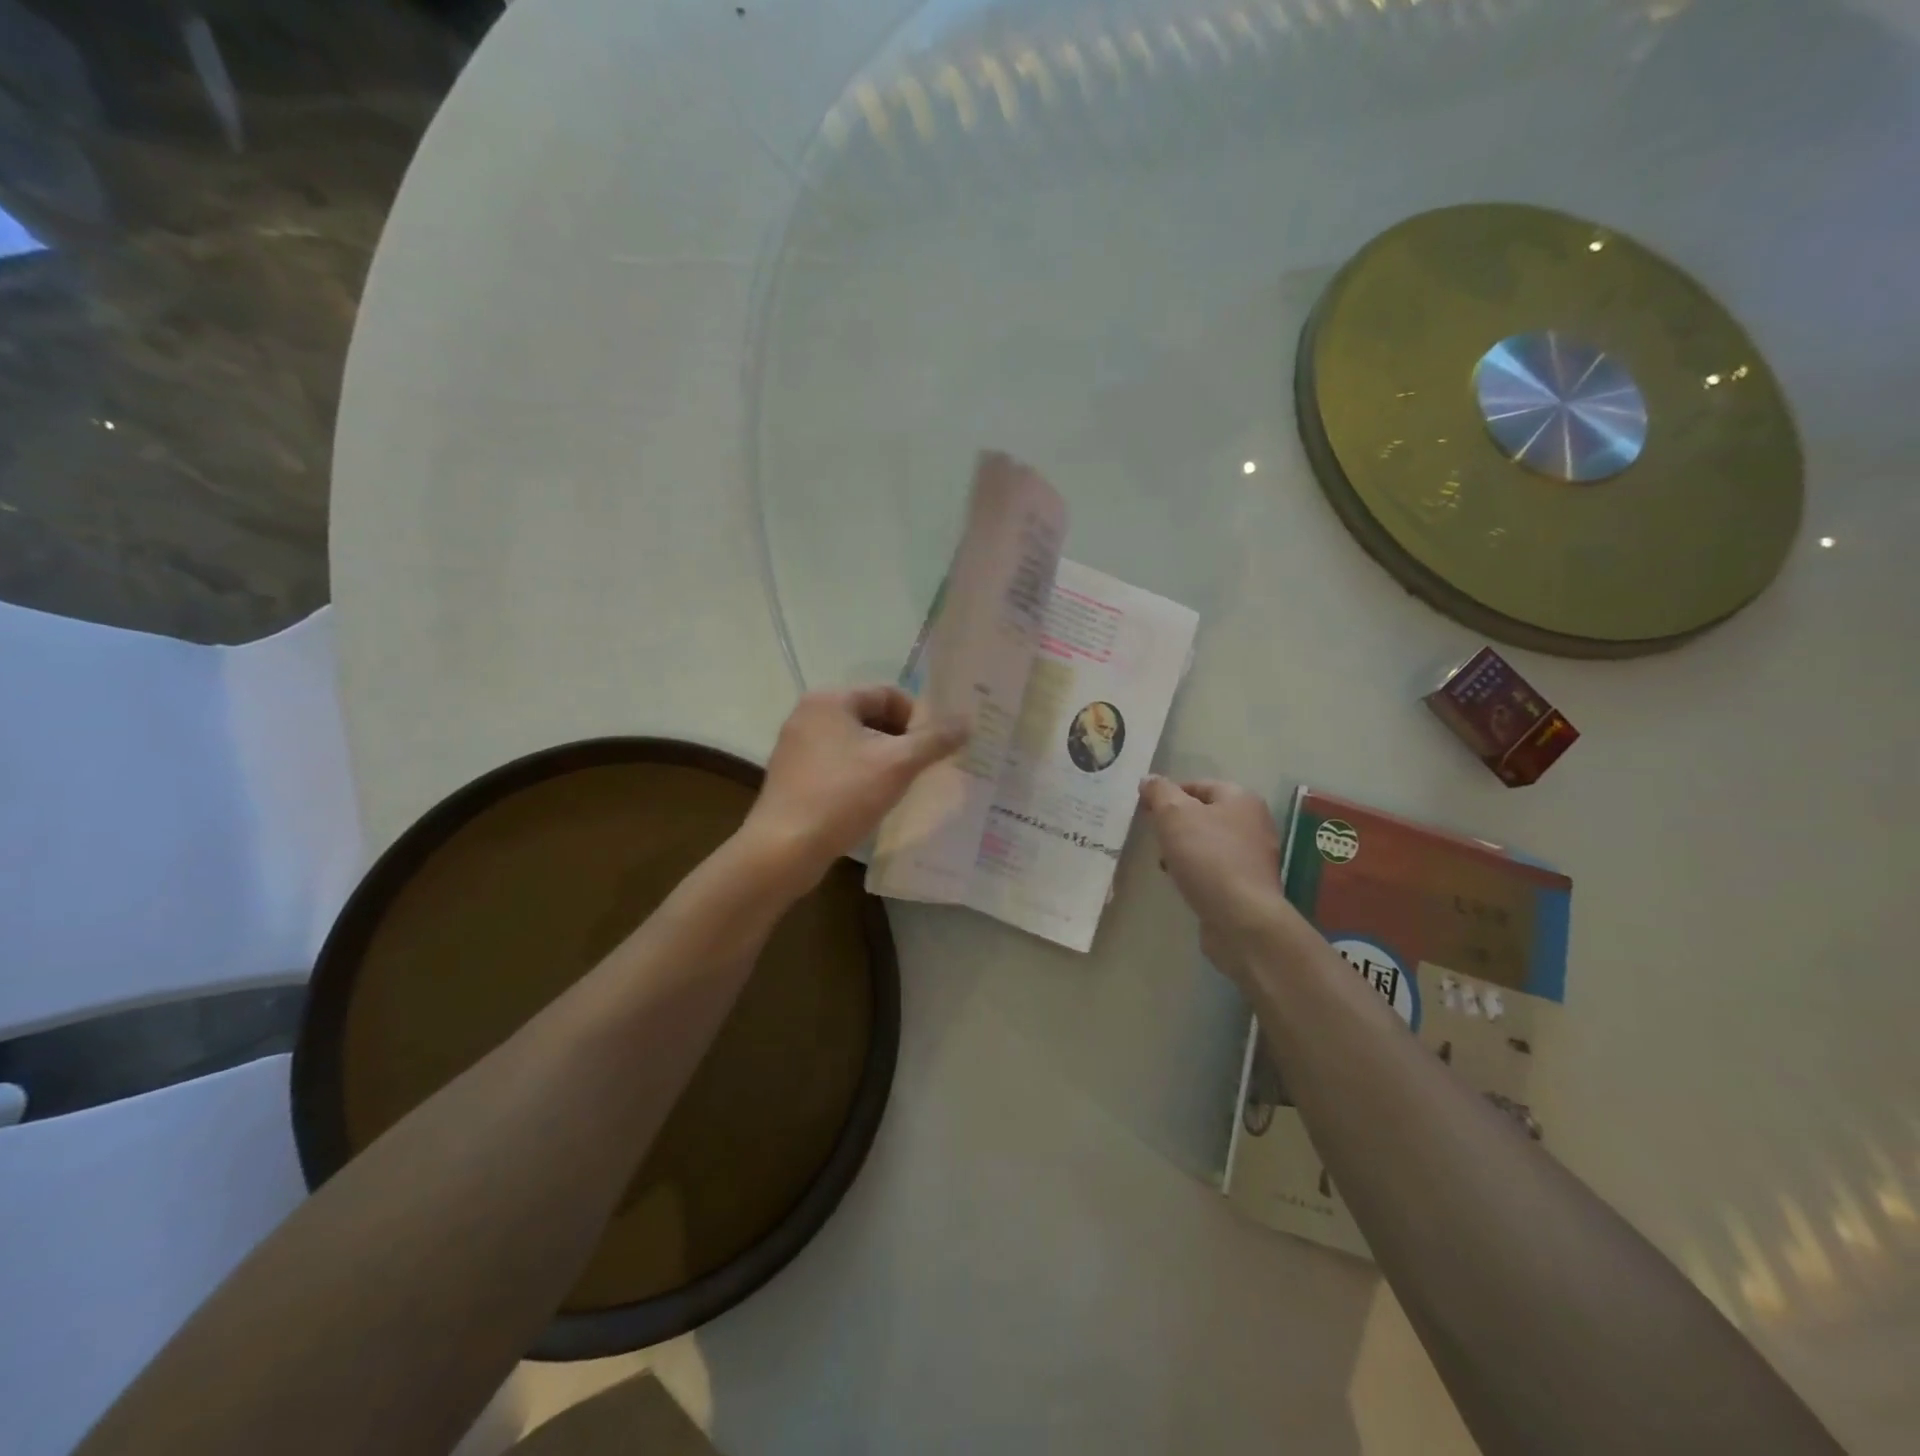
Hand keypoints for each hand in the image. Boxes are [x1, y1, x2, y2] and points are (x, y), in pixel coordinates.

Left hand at [742, 686, 968, 890]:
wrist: (784, 848)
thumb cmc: (842, 796)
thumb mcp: (898, 765)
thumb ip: (934, 740)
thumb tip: (967, 722)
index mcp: (830, 700)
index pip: (888, 694)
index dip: (918, 718)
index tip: (934, 748)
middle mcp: (808, 714)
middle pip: (870, 717)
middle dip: (901, 740)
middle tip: (922, 768)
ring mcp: (795, 746)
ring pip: (854, 743)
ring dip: (882, 759)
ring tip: (900, 786)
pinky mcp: (791, 776)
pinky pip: (836, 764)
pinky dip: (858, 775)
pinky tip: (870, 801)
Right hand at [1139, 776, 1288, 973]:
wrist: (1242, 918)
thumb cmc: (1208, 857)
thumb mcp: (1174, 815)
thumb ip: (1159, 792)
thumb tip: (1149, 780)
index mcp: (1241, 799)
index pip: (1198, 785)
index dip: (1168, 794)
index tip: (1145, 810)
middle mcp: (1254, 823)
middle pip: (1204, 814)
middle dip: (1175, 824)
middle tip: (1154, 836)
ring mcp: (1254, 857)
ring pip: (1208, 843)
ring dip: (1184, 849)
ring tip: (1164, 862)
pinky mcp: (1249, 885)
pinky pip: (1216, 869)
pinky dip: (1197, 871)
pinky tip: (1182, 882)